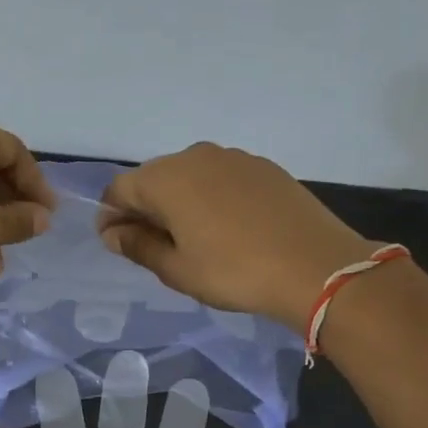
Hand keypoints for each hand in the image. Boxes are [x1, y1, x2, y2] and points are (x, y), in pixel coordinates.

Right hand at [98, 143, 377, 330]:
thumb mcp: (177, 269)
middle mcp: (194, 156)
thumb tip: (112, 233)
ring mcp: (232, 157)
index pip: (119, 189)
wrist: (316, 266)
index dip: (111, 217)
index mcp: (166, 179)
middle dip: (144, 209)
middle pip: (153, 179)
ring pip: (188, 177)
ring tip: (193, 239)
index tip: (118, 245)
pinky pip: (220, 178)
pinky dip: (211, 197)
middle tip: (153, 246)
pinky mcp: (262, 166)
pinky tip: (227, 227)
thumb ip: (138, 246)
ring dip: (179, 202)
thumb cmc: (233, 271)